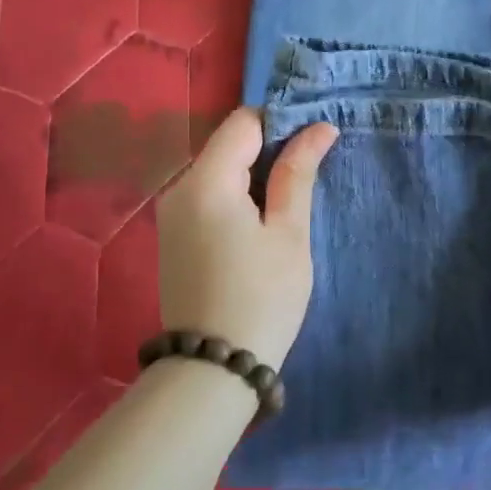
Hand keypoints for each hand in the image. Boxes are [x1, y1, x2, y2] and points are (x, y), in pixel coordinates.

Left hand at [156, 107, 338, 368]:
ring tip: (290, 204)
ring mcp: (172, 213)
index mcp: (206, 181)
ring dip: (254, 176)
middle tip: (309, 176)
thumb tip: (318, 128)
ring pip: (219, 171)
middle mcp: (179, 188)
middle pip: (228, 145)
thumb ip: (298, 173)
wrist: (214, 367)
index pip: (243, 122)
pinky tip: (261, 224)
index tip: (313, 144)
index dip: (281, 123)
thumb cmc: (262, 297)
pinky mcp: (174, 236)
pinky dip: (237, 197)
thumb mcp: (289, 233)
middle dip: (269, 151)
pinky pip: (209, 197)